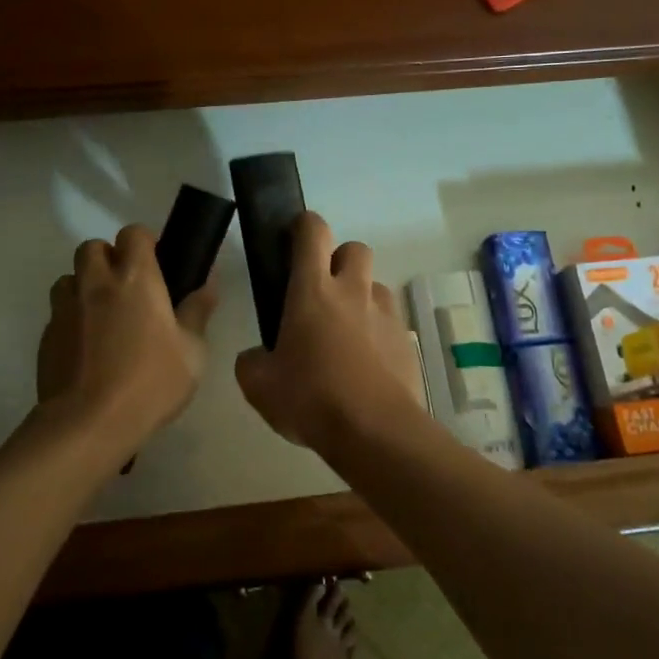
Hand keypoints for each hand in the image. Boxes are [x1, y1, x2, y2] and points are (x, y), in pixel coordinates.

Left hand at [35, 225, 216, 452]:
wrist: (88, 424)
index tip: (157, 264)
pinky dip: (73, 319)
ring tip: (103, 316)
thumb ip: (198, 311)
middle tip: (128, 288)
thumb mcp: (192, 351)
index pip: (133, 233)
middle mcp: (96, 283)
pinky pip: (59, 313)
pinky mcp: (46, 337)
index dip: (144, 242)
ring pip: (69, 278)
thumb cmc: (150, 382)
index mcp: (135, 278)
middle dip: (108, 258)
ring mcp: (65, 309)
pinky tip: (88, 348)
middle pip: (92, 247)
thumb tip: (208, 283)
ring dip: (85, 286)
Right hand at [234, 212, 424, 452]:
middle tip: (322, 291)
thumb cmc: (311, 400)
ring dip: (360, 296)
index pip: (313, 232)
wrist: (375, 432)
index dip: (303, 226)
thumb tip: (257, 357)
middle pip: (354, 248)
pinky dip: (378, 331)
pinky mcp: (406, 340)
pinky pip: (390, 321)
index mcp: (313, 291)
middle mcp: (353, 291)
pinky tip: (367, 363)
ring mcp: (386, 313)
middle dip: (339, 259)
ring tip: (346, 332)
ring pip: (375, 285)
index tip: (292, 239)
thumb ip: (252, 362)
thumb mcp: (260, 386)